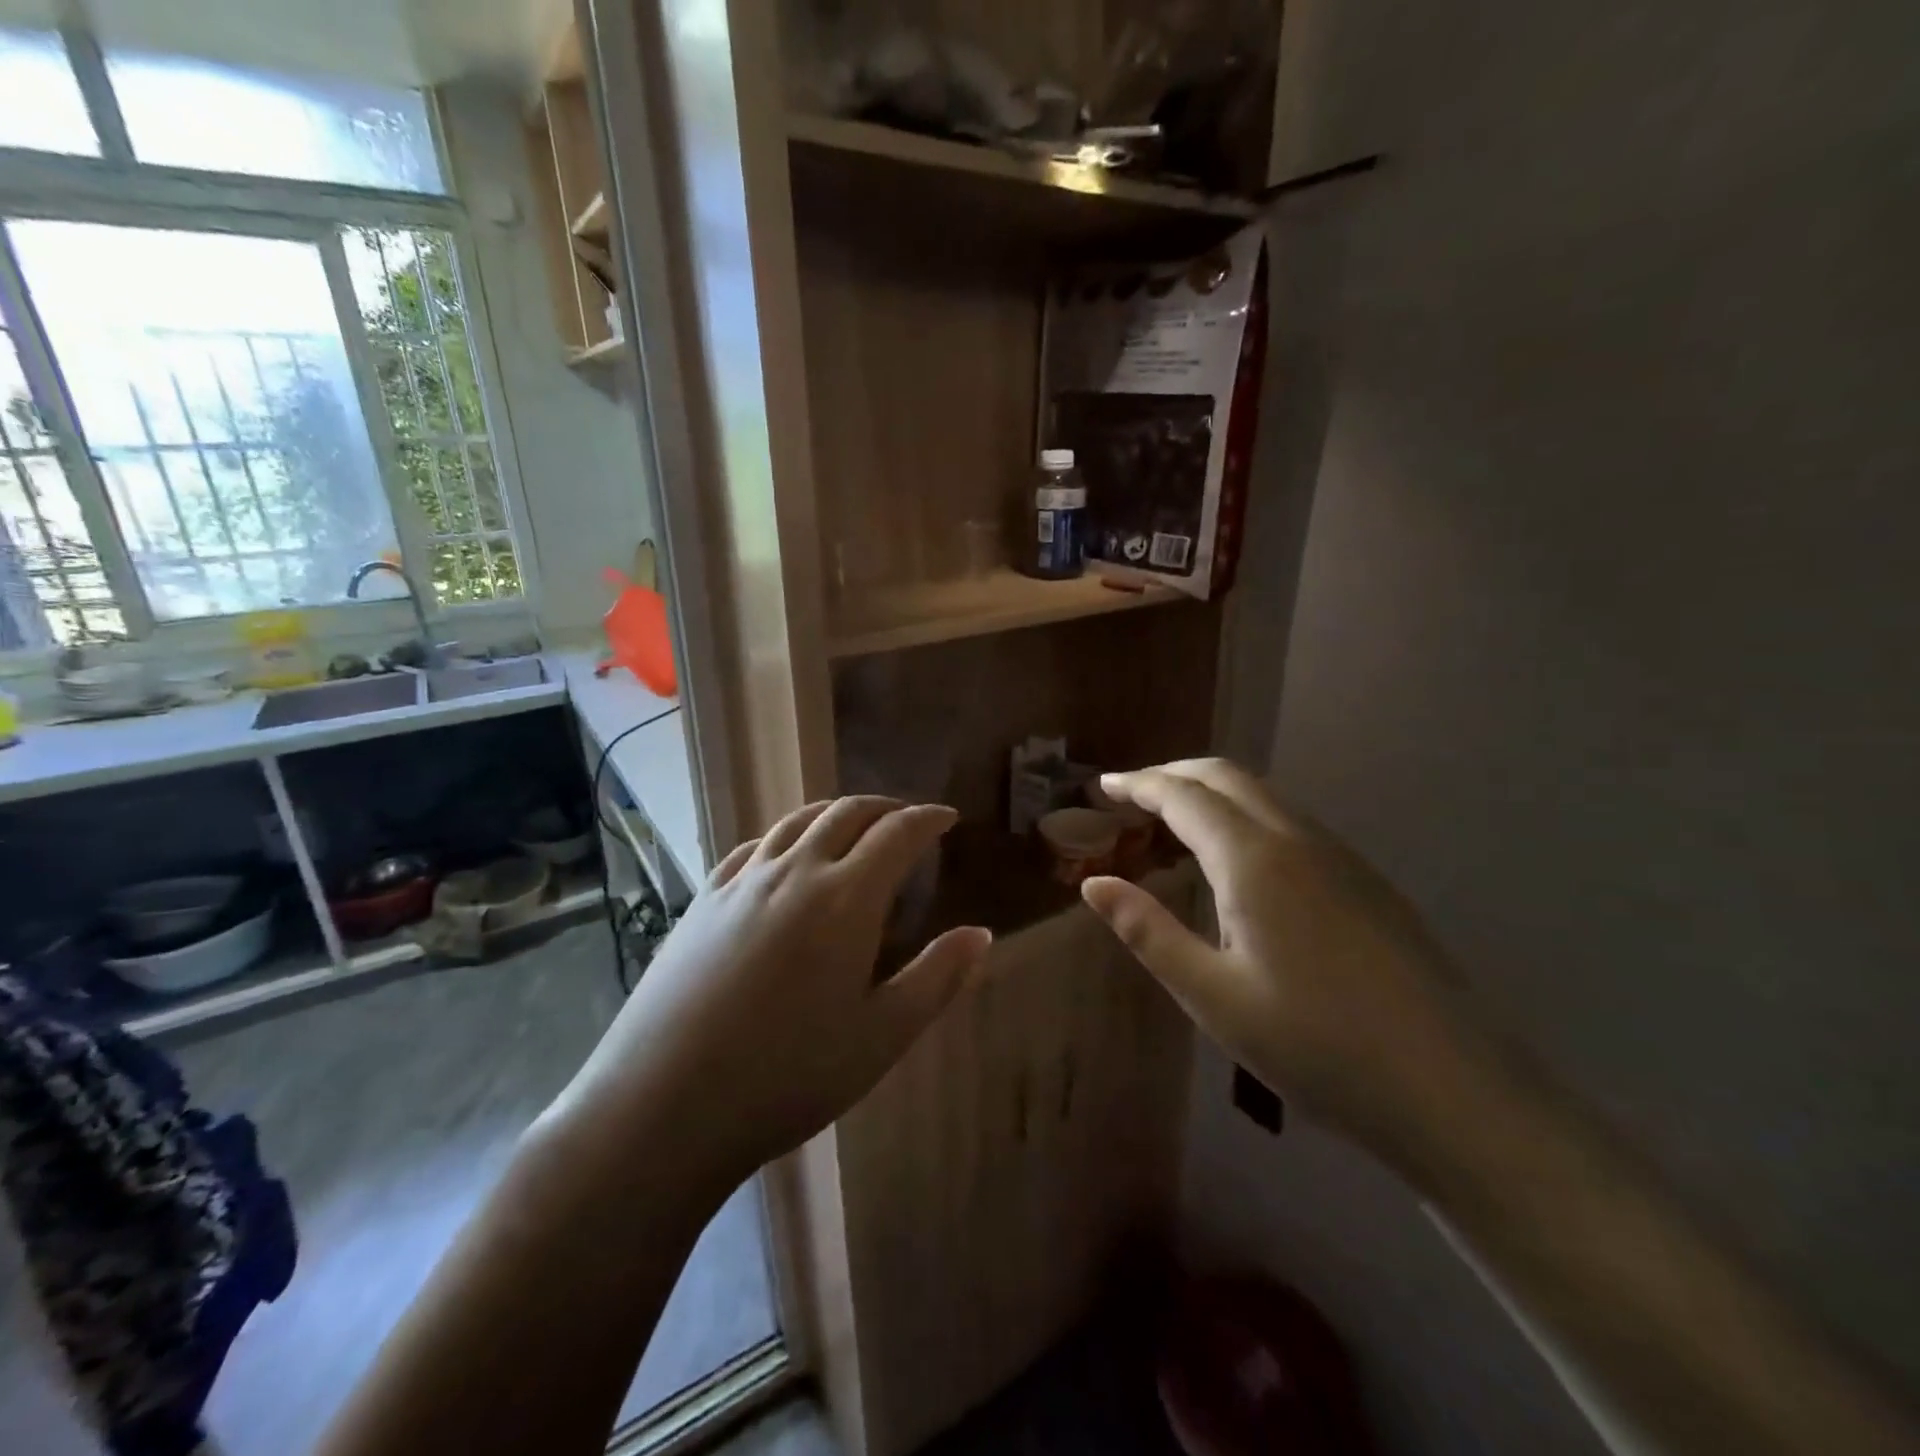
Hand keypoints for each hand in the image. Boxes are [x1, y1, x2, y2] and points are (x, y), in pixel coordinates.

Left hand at [544, 797, 991, 1191]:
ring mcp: (743, 883)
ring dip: (835, 811)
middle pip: (847, 813)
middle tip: (908, 818)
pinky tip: (784, 854)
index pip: (898, 834)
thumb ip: (937, 978)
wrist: (664, 1104)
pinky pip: (753, 847)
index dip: (928, 819)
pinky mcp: (703, 901)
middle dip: (885, 807)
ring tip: (854, 823)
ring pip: (796, 821)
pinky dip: (784, 835)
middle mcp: (795, 872)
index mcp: (846, 899)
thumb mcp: (881, 1036)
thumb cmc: (789, 1076)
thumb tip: (982, 933)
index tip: (948, 818)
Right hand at [1082, 759, 1481, 1159]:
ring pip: (1264, 796)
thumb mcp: (1213, 995)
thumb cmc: (1317, 1046)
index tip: (1103, 786)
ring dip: (1212, 794)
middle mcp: (1298, 840)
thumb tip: (1094, 883)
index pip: (1183, 796)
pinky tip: (1238, 863)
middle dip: (1173, 775)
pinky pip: (1291, 823)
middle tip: (1132, 795)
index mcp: (1254, 860)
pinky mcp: (1367, 882)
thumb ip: (1147, 931)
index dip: (1139, 784)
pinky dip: (1245, 817)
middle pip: (1226, 777)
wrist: (1456, 1092)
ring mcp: (1341, 858)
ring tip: (1174, 825)